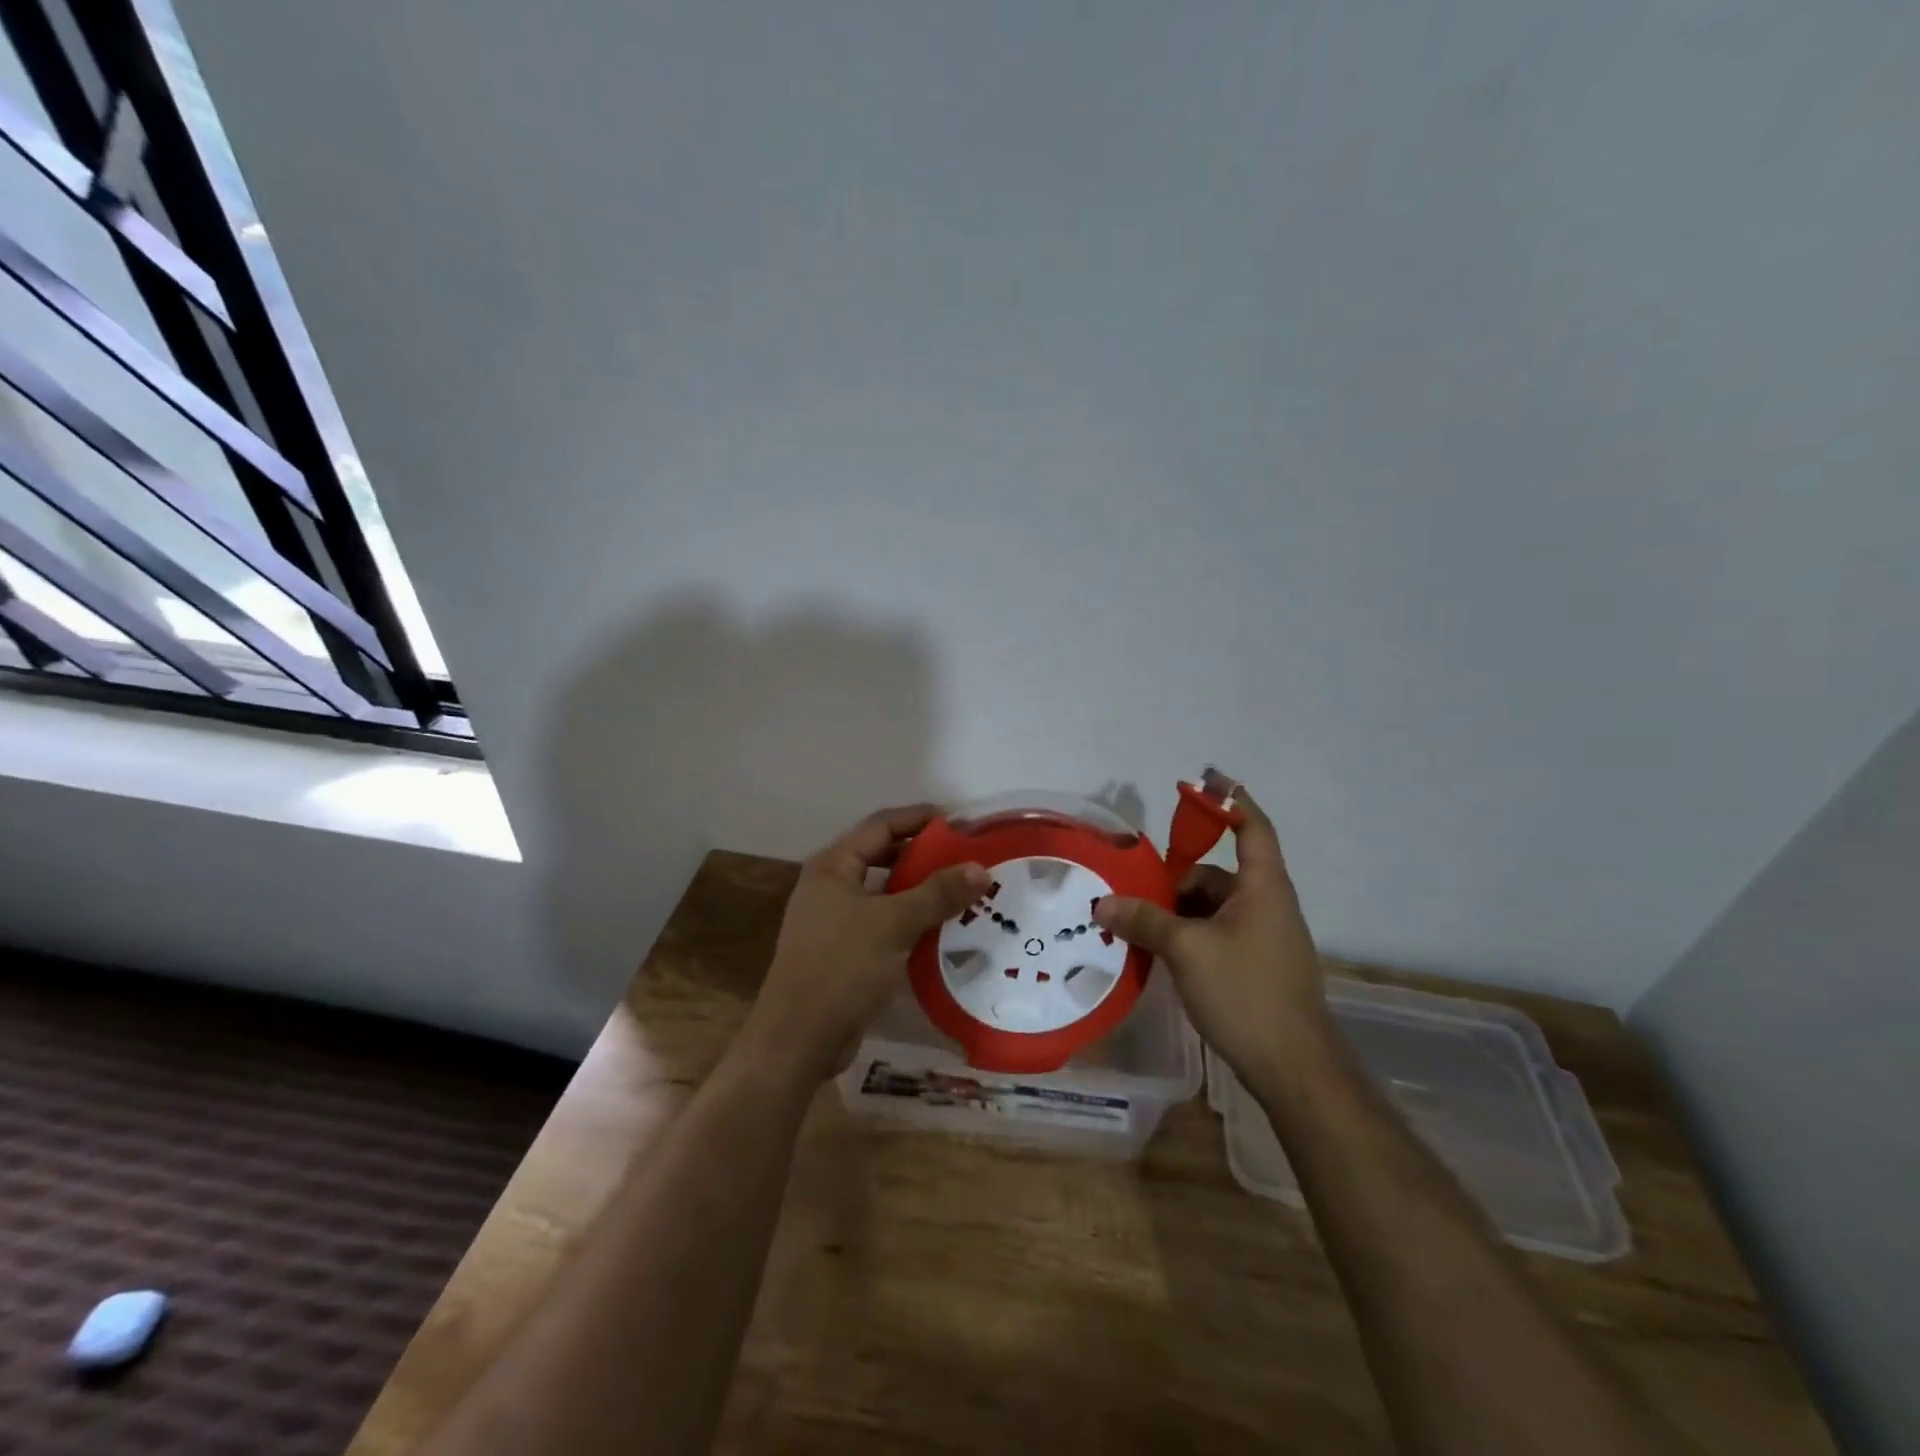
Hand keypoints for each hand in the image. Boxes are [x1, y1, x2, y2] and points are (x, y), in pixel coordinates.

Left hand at [738, 804, 988, 1084]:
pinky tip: (941, 929)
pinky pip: (883, 922)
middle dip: (923, 854)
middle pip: (883, 855)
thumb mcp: (893, 924)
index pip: (882, 825)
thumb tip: (981, 868)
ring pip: (884, 892)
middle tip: (966, 857)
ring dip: (920, 889)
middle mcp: (830, 885)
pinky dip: (910, 919)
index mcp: (833, 866)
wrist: (798, 1040)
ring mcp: (834, 919)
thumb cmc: (842, 968)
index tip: (961, 822)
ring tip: (962, 890)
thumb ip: (937, 894)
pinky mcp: (843, 950)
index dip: (920, 818)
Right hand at [1093, 789, 1330, 1083]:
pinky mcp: (1255, 966)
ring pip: (1211, 908)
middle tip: (1132, 889)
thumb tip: (1102, 904)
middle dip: (1175, 879)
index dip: (1228, 799)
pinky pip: (1215, 934)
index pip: (1251, 827)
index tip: (1202, 779)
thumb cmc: (1246, 993)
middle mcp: (1267, 904)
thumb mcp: (1187, 950)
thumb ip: (1144, 921)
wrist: (1295, 1069)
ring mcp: (1263, 937)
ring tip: (1135, 926)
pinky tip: (1157, 953)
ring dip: (1176, 912)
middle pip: (1217, 873)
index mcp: (1263, 887)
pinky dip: (1187, 935)